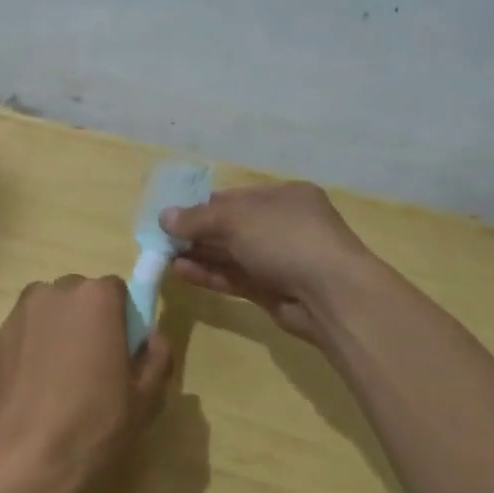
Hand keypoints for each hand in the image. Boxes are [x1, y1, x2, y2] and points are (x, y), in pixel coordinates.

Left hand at [0, 276, 172, 492]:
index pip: (117, 291)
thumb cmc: (92, 425)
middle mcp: (53, 292)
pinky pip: (24, 334)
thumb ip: (157, 357)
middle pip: (79, 296)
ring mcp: (19, 314)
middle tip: (94, 366)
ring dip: (58, 332)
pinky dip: (32, 349)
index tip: (123, 352)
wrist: (22, 459)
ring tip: (61, 380)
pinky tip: (36, 389)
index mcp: (96, 298)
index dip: (123, 319)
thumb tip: (152, 338)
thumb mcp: (146, 399)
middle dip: (88, 321)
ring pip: (48, 313)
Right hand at [161, 183, 369, 340]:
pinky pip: (235, 278)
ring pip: (232, 255)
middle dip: (198, 232)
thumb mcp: (237, 219)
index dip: (203, 205)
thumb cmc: (286, 239)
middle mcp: (284, 225)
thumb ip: (198, 218)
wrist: (332, 295)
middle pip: (232, 227)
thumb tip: (164, 216)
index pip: (236, 197)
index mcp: (285, 197)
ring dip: (199, 255)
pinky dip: (210, 274)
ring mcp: (280, 260)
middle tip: (162, 239)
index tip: (172, 215)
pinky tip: (181, 273)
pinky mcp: (273, 291)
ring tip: (163, 257)